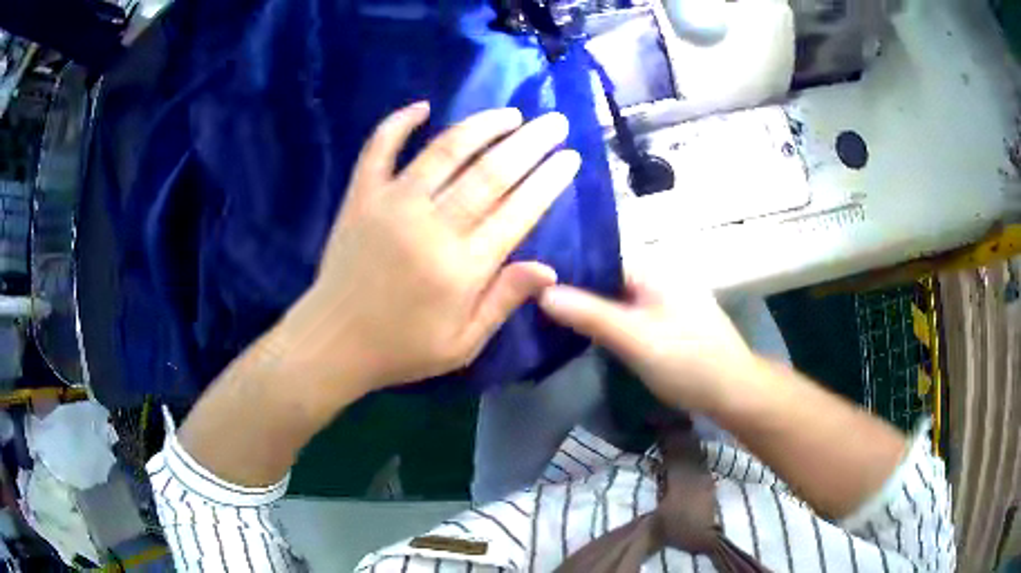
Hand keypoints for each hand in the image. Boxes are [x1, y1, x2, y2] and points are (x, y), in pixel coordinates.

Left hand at [274, 102, 579, 393]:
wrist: (333, 342)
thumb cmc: (402, 348)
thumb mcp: (462, 344)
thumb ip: (503, 301)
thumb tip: (549, 270)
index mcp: (462, 267)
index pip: (518, 210)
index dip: (549, 180)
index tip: (570, 158)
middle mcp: (432, 226)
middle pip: (491, 172)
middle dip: (530, 142)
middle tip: (554, 122)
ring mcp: (392, 205)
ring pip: (445, 151)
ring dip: (482, 125)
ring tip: (510, 113)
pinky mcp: (361, 196)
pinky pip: (379, 148)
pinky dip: (398, 122)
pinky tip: (423, 106)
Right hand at [538, 268, 758, 413]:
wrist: (733, 390)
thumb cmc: (686, 360)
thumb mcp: (634, 338)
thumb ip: (589, 313)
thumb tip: (540, 290)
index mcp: (652, 268)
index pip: (598, 255)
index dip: (564, 265)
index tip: (528, 277)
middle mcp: (658, 276)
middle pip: (605, 276)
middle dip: (572, 287)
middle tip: (530, 298)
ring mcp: (665, 298)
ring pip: (615, 296)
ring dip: (588, 305)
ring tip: (547, 313)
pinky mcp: (667, 320)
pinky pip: (627, 312)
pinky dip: (606, 319)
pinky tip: (585, 330)